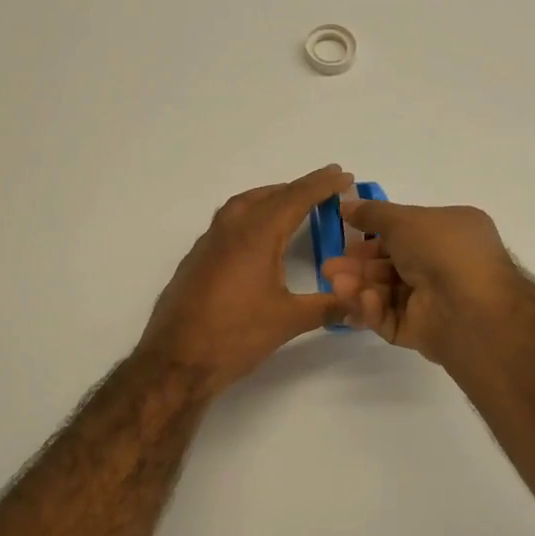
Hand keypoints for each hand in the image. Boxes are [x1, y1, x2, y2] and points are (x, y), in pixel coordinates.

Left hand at [140, 164, 354, 390]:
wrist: (175, 360)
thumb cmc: (234, 336)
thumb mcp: (287, 321)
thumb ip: (327, 307)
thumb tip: (359, 305)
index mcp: (255, 235)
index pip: (295, 198)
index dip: (321, 185)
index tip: (343, 175)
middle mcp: (229, 230)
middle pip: (267, 196)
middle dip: (297, 189)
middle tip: (323, 190)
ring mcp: (207, 244)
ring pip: (242, 206)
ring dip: (269, 199)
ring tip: (292, 207)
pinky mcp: (195, 260)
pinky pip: (227, 224)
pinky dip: (249, 218)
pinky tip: (257, 239)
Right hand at [321, 196, 524, 364]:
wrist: (472, 308)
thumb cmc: (443, 250)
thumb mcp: (404, 220)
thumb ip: (372, 213)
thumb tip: (346, 204)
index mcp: (450, 233)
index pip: (406, 234)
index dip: (373, 236)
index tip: (346, 239)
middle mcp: (444, 265)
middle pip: (391, 265)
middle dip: (358, 266)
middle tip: (329, 269)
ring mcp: (434, 300)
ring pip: (387, 293)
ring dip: (360, 287)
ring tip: (336, 285)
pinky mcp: (423, 331)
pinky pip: (392, 319)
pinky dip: (375, 310)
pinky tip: (363, 302)